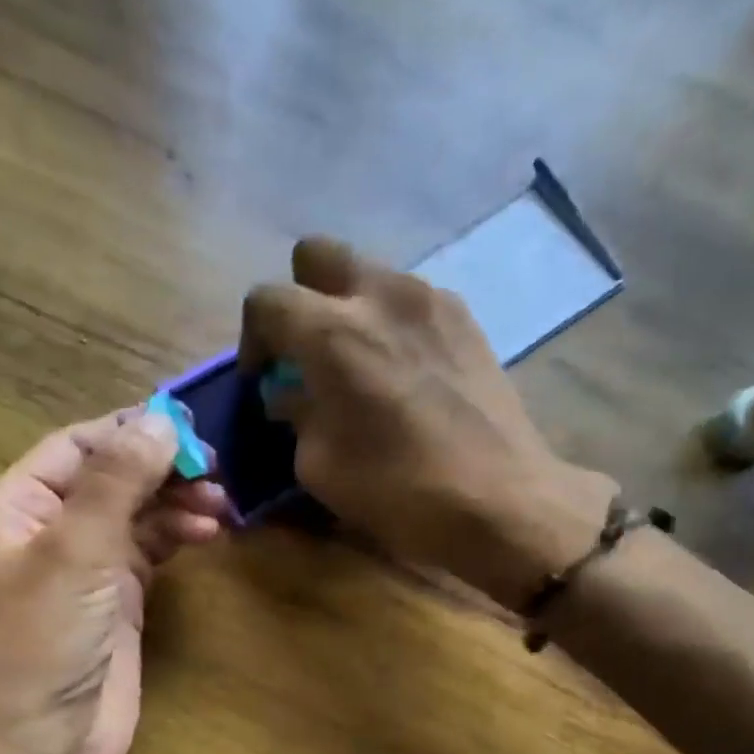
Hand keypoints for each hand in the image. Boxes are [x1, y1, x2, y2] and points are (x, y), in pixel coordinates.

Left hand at [0, 409, 225, 753]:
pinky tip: (208, 532)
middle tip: (217, 469)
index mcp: (12, 507)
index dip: (132, 432)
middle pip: (110, 478)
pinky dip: (177, 537)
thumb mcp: (74, 553)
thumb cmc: (39, 645)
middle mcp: (44, 531)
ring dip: (176, 503)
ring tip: (221, 505)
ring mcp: (81, 569)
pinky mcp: (114, 602)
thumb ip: (117, 481)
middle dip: (161, 470)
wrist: (36, 753)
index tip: (192, 428)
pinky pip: (149, 552)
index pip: (76, 447)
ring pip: (134, 515)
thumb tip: (162, 420)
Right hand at [240, 237, 617, 606]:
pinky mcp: (466, 318)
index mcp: (332, 332)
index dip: (253, 338)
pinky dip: (392, 323)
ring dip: (350, 308)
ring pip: (370, 274)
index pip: (266, 300)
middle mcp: (380, 295)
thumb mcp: (320, 466)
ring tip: (360, 365)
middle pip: (317, 254)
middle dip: (300, 297)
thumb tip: (289, 392)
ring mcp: (431, 299)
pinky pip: (411, 300)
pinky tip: (404, 373)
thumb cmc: (398, 490)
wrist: (500, 499)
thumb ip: (296, 414)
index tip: (264, 378)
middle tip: (306, 351)